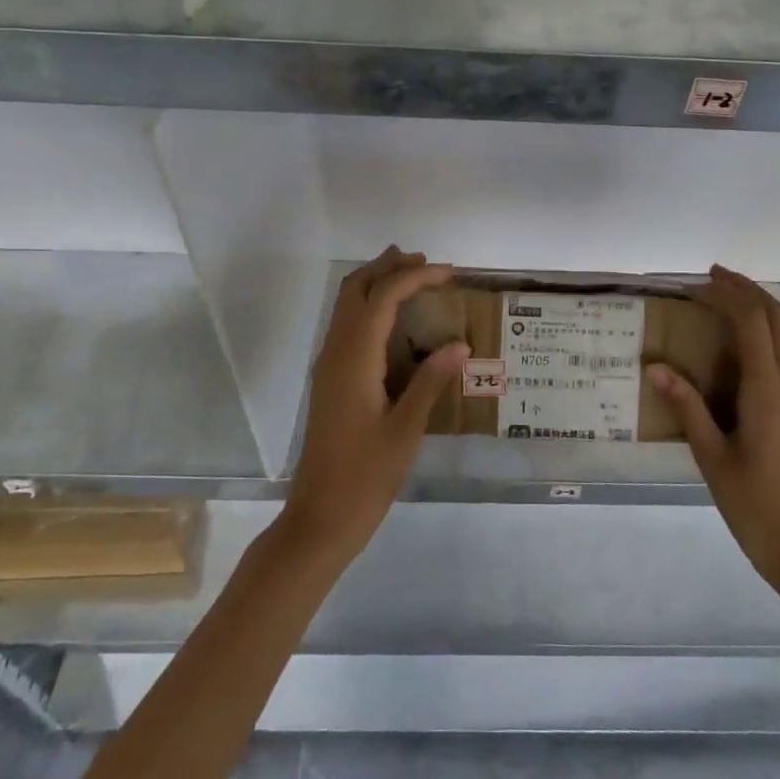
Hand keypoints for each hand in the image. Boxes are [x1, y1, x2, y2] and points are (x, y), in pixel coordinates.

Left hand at [281, 247, 466, 561]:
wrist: (320, 517)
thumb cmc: (366, 476)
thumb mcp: (406, 430)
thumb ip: (430, 381)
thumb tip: (459, 344)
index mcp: (354, 358)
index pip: (383, 298)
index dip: (415, 277)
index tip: (448, 272)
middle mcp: (335, 352)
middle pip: (355, 290)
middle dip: (387, 268)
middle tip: (424, 261)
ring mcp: (327, 366)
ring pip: (346, 306)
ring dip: (375, 284)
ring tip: (411, 277)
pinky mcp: (329, 380)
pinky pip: (346, 326)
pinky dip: (368, 308)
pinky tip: (394, 322)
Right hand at [648, 265, 779, 582]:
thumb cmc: (753, 503)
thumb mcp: (711, 455)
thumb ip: (686, 406)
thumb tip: (653, 366)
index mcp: (767, 390)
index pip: (752, 322)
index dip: (726, 295)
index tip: (696, 284)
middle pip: (775, 317)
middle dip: (745, 289)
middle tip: (710, 277)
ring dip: (755, 307)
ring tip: (719, 299)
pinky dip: (760, 330)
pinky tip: (733, 341)